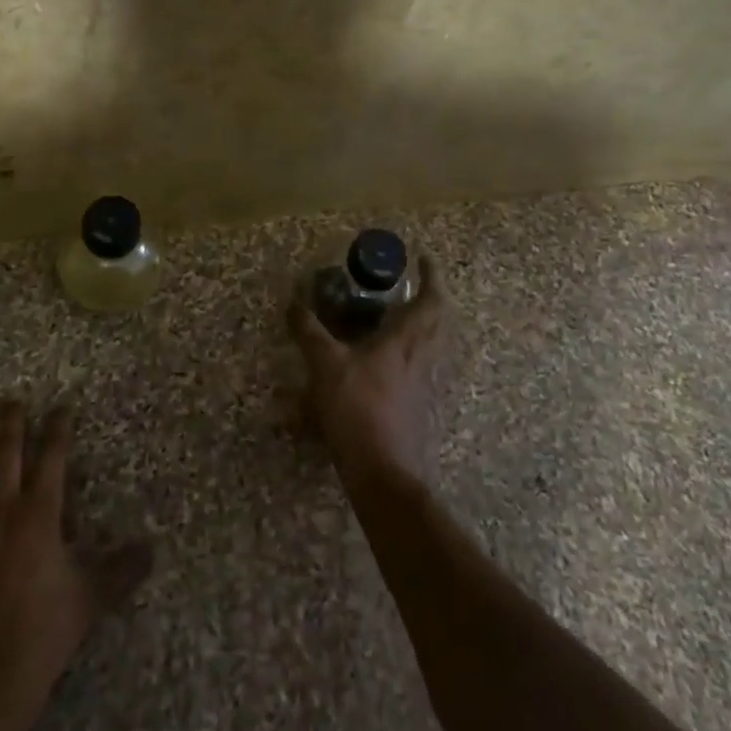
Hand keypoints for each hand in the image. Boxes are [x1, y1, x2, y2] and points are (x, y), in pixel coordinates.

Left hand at [0, 402, 151, 730]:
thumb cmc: (41, 634)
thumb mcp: (90, 600)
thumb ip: (121, 570)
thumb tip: (151, 550)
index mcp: (39, 512)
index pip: (53, 455)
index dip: (59, 427)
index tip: (63, 408)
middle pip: (4, 450)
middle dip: (9, 421)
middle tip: (10, 402)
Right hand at [289, 256, 447, 483]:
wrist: (383, 472)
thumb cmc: (358, 409)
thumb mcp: (326, 365)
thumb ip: (309, 332)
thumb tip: (293, 302)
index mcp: (406, 341)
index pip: (430, 300)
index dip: (431, 277)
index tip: (424, 258)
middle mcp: (421, 358)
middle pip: (437, 321)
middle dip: (429, 299)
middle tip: (409, 286)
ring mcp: (422, 384)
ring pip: (430, 345)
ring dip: (420, 326)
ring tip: (395, 317)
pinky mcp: (416, 406)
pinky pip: (418, 367)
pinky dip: (407, 353)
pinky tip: (383, 361)